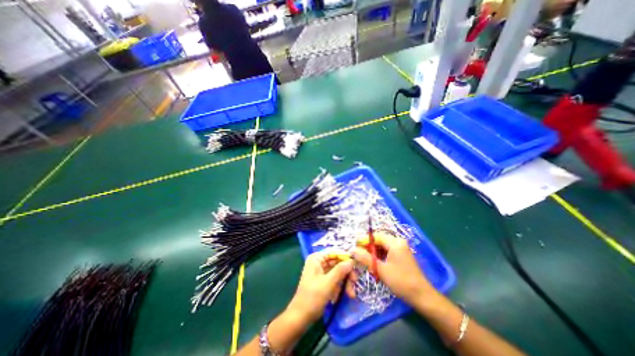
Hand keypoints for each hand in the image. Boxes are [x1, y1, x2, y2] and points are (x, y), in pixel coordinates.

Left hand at [287, 251, 354, 325]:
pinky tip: (339, 297)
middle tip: (355, 281)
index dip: (345, 257)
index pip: (334, 252)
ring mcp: (321, 272)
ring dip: (345, 282)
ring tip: (351, 294)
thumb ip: (340, 270)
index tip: (356, 264)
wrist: (301, 317)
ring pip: (337, 272)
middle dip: (346, 273)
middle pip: (337, 262)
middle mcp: (319, 262)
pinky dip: (339, 287)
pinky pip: (334, 280)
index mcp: (317, 258)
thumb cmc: (313, 297)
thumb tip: (352, 261)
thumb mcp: (328, 283)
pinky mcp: (323, 281)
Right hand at [352, 232, 436, 303]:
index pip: (375, 236)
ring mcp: (400, 248)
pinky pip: (387, 251)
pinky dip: (379, 256)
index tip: (354, 247)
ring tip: (364, 260)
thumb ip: (366, 258)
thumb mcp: (381, 270)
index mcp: (395, 242)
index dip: (364, 240)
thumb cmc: (401, 281)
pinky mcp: (401, 255)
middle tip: (358, 255)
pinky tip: (374, 263)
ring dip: (373, 252)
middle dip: (368, 247)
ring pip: (382, 246)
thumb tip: (353, 250)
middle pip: (378, 240)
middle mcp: (398, 242)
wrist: (422, 296)